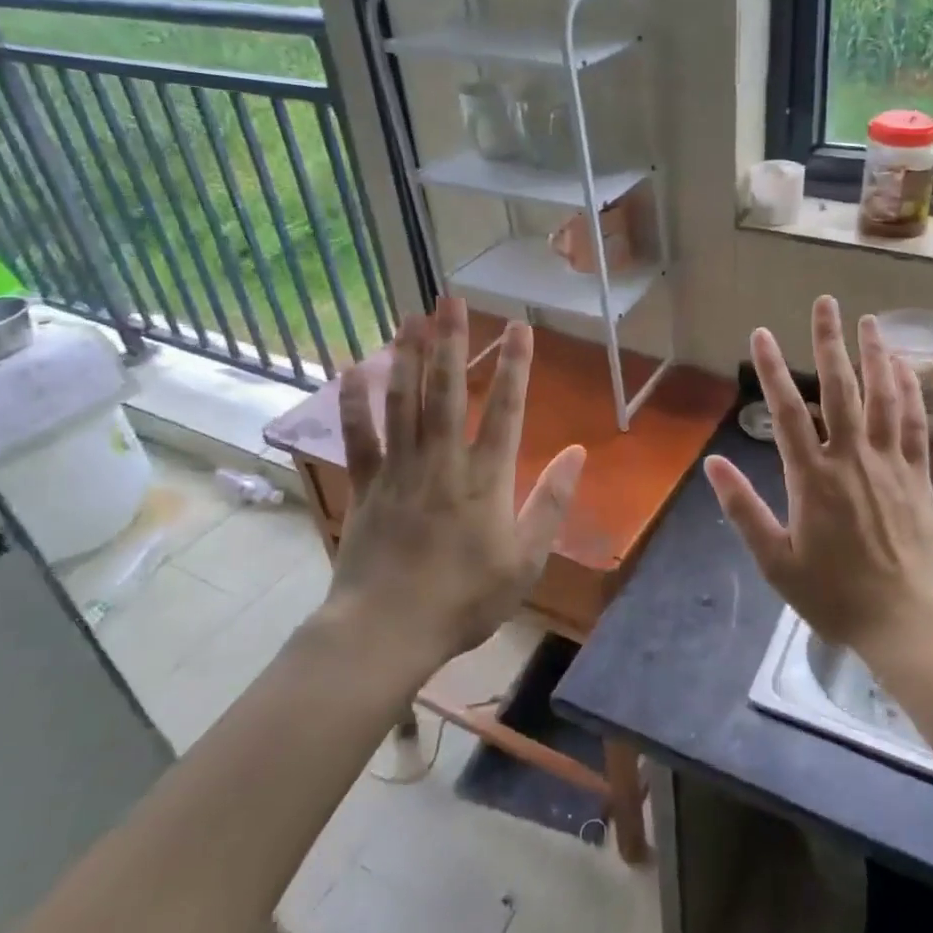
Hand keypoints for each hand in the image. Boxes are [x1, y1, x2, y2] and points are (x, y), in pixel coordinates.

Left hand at [323, 298, 585, 671]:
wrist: (387, 631)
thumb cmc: (466, 599)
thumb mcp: (527, 559)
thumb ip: (552, 502)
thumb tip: (577, 452)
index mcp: (486, 478)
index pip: (506, 410)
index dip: (516, 366)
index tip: (520, 327)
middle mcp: (443, 461)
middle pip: (448, 391)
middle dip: (452, 342)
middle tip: (452, 301)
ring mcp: (400, 470)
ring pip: (405, 402)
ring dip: (410, 357)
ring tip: (413, 317)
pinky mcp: (366, 486)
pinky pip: (359, 437)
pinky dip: (355, 402)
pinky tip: (356, 368)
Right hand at [703, 295, 932, 656]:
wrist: (907, 620)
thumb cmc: (835, 595)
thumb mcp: (776, 561)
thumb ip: (744, 510)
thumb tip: (713, 462)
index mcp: (813, 478)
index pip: (787, 412)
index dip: (772, 370)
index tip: (762, 334)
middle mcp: (852, 459)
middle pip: (840, 389)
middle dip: (829, 343)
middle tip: (825, 303)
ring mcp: (890, 464)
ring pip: (883, 397)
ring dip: (875, 355)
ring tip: (870, 322)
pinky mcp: (918, 475)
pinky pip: (915, 423)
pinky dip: (911, 392)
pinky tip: (906, 369)